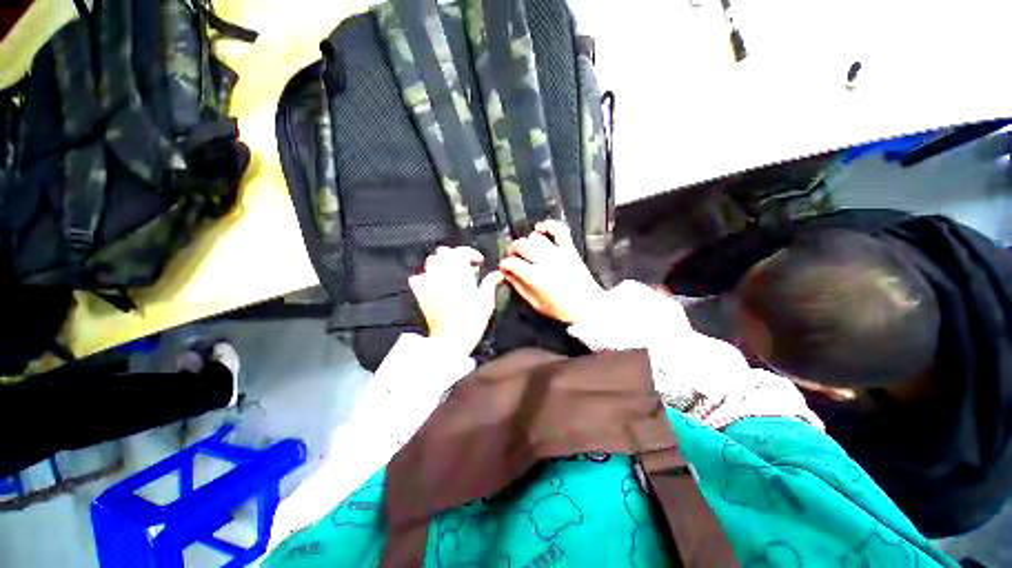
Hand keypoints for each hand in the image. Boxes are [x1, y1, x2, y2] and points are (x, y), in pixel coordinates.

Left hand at [409, 246, 503, 355]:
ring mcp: (429, 283)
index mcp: (460, 273)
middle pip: (444, 252)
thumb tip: (498, 274)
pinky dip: (425, 277)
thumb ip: (491, 283)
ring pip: (430, 261)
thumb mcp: (486, 301)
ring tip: (449, 273)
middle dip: (454, 255)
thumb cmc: (471, 321)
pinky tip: (433, 283)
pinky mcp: (421, 293)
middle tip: (464, 266)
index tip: (478, 262)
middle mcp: (442, 274)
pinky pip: (417, 278)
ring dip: (441, 263)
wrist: (451, 339)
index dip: (471, 253)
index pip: (461, 251)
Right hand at [500, 220, 604, 323]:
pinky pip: (558, 229)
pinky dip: (548, 225)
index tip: (505, 268)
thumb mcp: (535, 303)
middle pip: (521, 245)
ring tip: (527, 250)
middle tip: (513, 257)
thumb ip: (519, 287)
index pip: (511, 262)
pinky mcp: (569, 249)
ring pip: (535, 237)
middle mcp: (545, 261)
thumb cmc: (560, 309)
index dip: (504, 265)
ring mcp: (558, 252)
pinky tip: (539, 229)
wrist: (588, 306)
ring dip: (527, 242)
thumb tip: (507, 275)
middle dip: (512, 250)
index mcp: (535, 277)